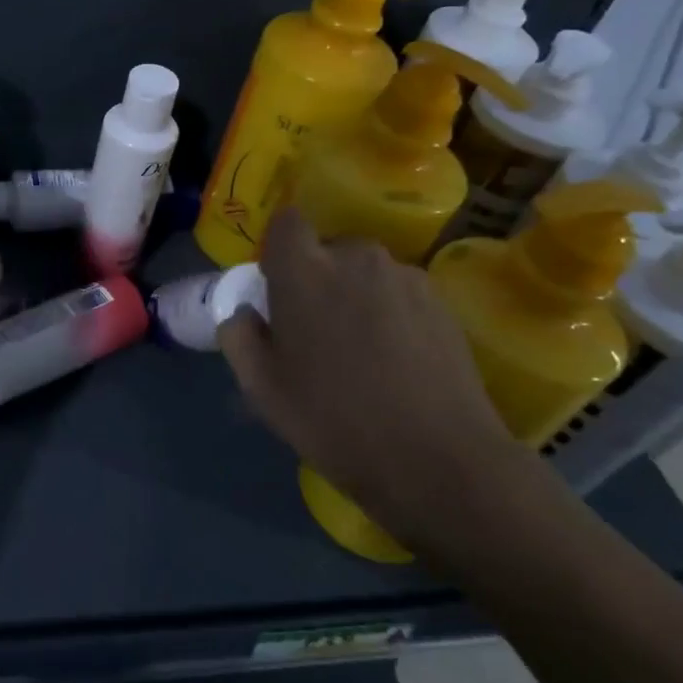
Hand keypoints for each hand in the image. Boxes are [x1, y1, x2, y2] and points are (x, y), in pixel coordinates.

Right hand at [217, 209, 527, 556]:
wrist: (439, 460)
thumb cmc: (334, 420)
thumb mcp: (262, 388)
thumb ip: (239, 337)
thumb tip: (245, 313)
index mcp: (304, 270)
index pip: (286, 223)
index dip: (280, 249)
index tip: (278, 288)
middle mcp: (356, 257)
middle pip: (329, 249)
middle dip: (319, 278)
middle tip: (318, 331)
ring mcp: (406, 277)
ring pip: (367, 273)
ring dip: (357, 296)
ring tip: (364, 352)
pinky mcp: (443, 302)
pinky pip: (401, 294)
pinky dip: (392, 314)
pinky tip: (398, 363)